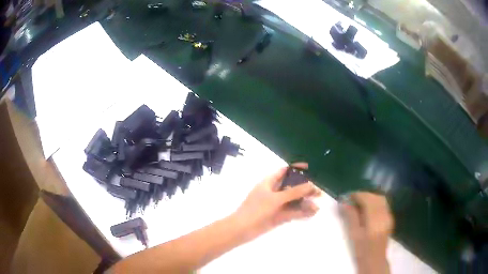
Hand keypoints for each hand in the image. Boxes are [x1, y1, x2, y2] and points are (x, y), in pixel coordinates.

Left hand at [233, 163, 320, 239]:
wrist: (242, 229)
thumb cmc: (256, 209)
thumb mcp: (276, 198)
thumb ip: (294, 192)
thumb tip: (311, 184)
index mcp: (269, 183)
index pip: (284, 171)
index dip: (296, 169)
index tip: (310, 169)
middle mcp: (274, 192)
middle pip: (292, 187)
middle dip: (305, 189)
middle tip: (319, 192)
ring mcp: (276, 205)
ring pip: (294, 201)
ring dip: (305, 203)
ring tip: (317, 207)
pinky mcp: (278, 216)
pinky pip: (292, 212)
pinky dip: (301, 213)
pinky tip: (312, 213)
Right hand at [340, 192, 393, 273]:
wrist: (375, 260)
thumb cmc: (362, 250)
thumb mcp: (354, 235)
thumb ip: (351, 217)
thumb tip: (344, 203)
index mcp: (375, 220)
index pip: (368, 199)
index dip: (357, 195)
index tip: (347, 197)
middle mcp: (384, 215)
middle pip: (375, 197)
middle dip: (363, 195)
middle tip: (352, 200)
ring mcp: (389, 216)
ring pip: (380, 199)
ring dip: (370, 198)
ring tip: (359, 204)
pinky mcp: (389, 218)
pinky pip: (383, 204)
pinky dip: (375, 202)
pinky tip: (367, 209)